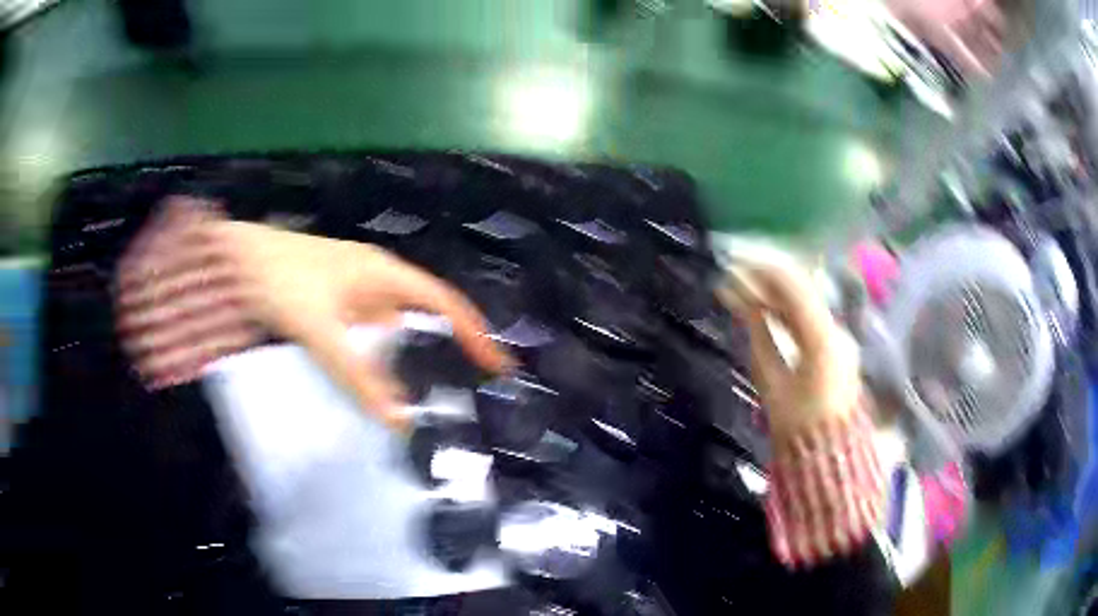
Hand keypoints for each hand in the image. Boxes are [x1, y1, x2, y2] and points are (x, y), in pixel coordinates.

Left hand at [215, 221, 511, 429]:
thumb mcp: (319, 328)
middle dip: (449, 348)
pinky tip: (376, 384)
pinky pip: (369, 337)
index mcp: (383, 274)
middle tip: (467, 389)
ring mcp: (353, 292)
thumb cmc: (280, 280)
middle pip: (425, 315)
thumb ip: (357, 375)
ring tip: (429, 396)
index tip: (497, 366)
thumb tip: (401, 422)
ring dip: (411, 358)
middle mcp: (375, 280)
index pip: (444, 302)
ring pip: (395, 329)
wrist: (234, 261)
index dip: (474, 332)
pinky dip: (380, 361)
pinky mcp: (334, 306)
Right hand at [720, 261, 860, 443]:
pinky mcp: (835, 346)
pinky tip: (763, 309)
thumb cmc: (798, 425)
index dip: (761, 273)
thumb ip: (759, 338)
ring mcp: (839, 337)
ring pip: (804, 302)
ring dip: (774, 294)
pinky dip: (785, 311)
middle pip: (801, 290)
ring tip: (742, 291)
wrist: (828, 454)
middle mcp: (835, 329)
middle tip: (733, 277)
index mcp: (822, 339)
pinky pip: (808, 318)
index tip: (734, 268)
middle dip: (766, 280)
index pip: (793, 289)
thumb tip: (745, 306)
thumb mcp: (772, 383)